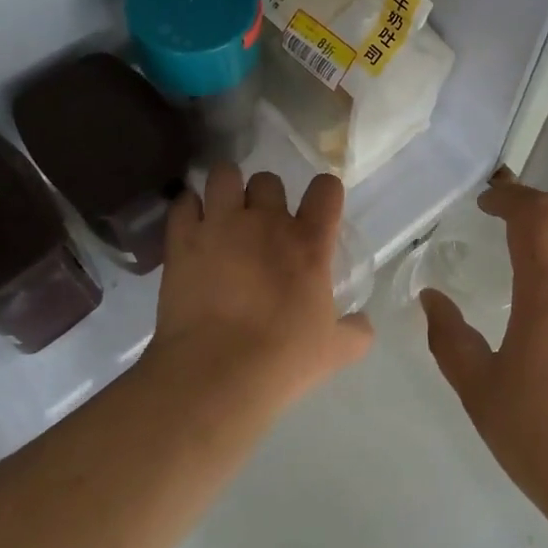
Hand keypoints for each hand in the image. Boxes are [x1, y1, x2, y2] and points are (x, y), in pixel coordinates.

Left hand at [146, 164, 373, 414]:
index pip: (326, 188)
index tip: (318, 210)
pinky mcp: (182, 239)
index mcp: (308, 242)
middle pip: (268, 179)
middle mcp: (266, 221)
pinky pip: (183, 203)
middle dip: (266, 197)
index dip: (324, 193)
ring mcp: (221, 225)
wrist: (216, 373)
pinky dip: (188, 210)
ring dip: (226, 189)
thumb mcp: (334, 351)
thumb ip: (356, 332)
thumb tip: (364, 324)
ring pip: (224, 175)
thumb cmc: (283, 359)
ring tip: (222, 212)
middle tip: (261, 225)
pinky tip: (191, 228)